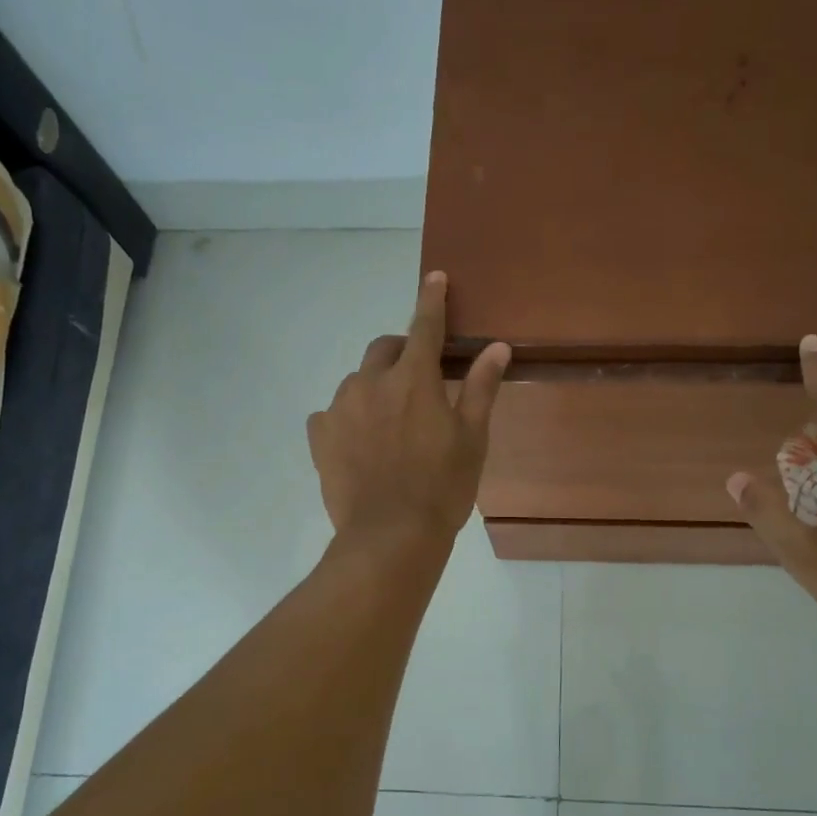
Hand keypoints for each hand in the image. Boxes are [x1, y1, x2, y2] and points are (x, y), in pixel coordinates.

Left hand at [307, 271, 510, 548]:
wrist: (390, 537)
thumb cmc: (442, 488)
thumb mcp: (472, 439)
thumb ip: (480, 388)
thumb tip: (497, 347)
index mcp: (414, 380)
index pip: (425, 326)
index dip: (432, 300)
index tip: (435, 277)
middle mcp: (371, 383)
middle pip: (385, 348)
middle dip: (402, 351)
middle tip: (419, 379)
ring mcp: (339, 409)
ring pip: (358, 381)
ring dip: (376, 387)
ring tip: (391, 423)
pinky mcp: (319, 436)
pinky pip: (332, 413)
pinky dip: (349, 416)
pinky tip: (361, 443)